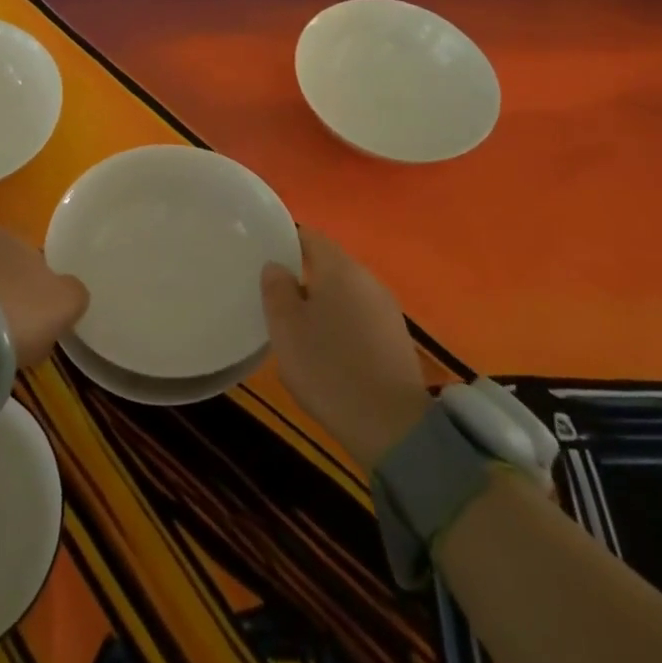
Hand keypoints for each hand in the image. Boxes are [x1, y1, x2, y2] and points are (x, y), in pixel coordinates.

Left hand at [0, 231, 88, 367]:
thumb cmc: (19, 309)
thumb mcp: (67, 302)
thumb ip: (75, 292)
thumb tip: (70, 293)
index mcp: (14, 236)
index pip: (37, 264)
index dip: (44, 295)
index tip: (44, 323)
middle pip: (10, 279)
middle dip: (16, 305)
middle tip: (22, 339)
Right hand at [261, 229, 432, 470]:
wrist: (393, 426)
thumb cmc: (329, 368)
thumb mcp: (286, 328)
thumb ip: (276, 289)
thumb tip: (276, 266)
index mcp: (339, 268)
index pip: (310, 236)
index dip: (286, 241)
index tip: (265, 256)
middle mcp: (367, 279)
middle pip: (330, 264)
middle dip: (303, 274)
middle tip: (276, 295)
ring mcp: (386, 309)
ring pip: (345, 292)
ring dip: (323, 302)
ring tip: (298, 325)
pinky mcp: (396, 338)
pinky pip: (360, 317)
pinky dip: (341, 323)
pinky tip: (328, 349)